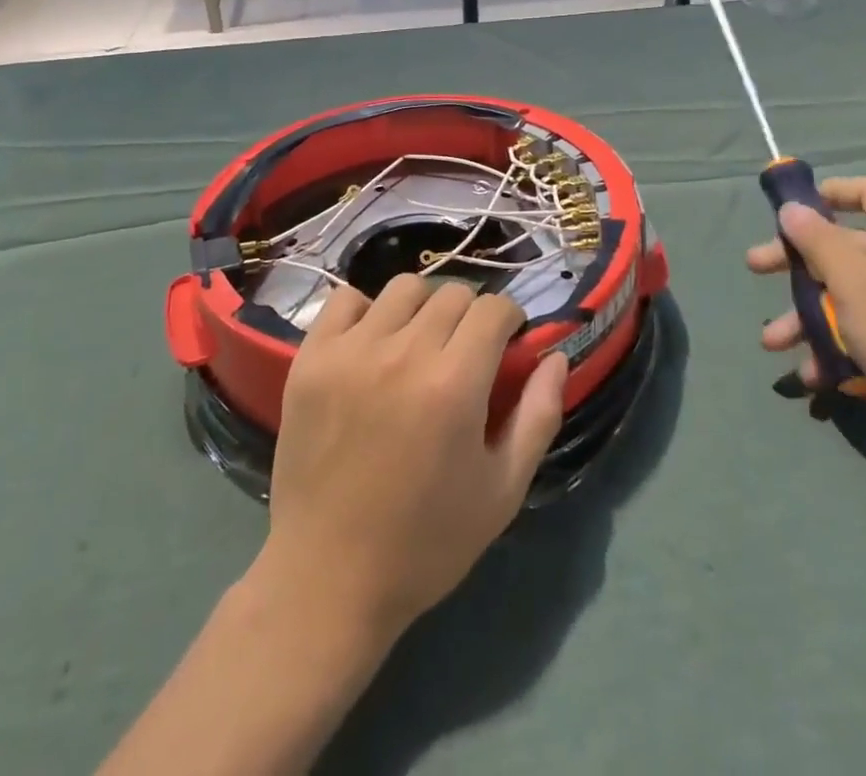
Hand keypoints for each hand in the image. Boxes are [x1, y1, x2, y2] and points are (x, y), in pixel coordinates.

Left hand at [256, 276, 568, 640]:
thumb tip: (555, 356)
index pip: (493, 308)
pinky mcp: (310, 358)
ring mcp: (350, 351)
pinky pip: (345, 300)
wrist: (328, 577)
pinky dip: (366, 311)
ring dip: (423, 308)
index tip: (505, 344)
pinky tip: (372, 345)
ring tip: (419, 345)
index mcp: (454, 384)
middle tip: (464, 353)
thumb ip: (538, 415)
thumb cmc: (426, 541)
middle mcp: (402, 353)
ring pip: (402, 288)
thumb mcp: (503, 490)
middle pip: (452, 293)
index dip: (509, 320)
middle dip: (471, 316)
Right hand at [748, 176, 865, 444]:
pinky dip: (834, 346)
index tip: (793, 211)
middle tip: (755, 268)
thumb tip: (793, 207)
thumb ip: (817, 239)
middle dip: (795, 261)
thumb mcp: (851, 280)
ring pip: (848, 296)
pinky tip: (811, 373)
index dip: (832, 192)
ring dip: (805, 316)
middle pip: (845, 247)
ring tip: (772, 342)